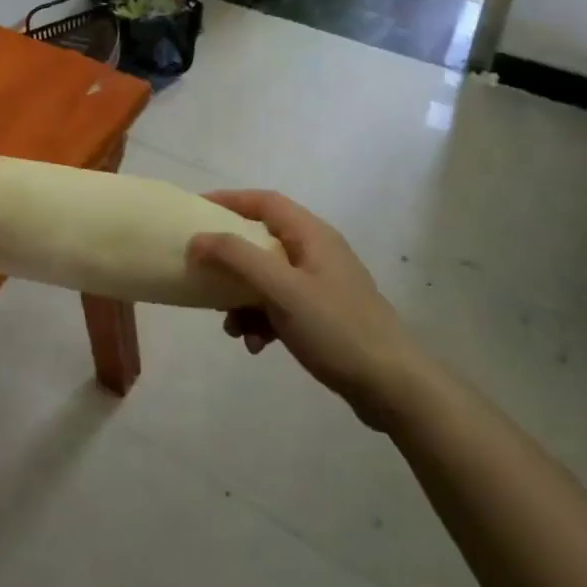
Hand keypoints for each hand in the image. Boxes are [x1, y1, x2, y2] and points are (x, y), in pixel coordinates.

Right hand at [190, 191, 419, 430]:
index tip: (195, 210)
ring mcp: (321, 284)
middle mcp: (317, 252)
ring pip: (267, 277)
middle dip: (230, 259)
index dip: (229, 200)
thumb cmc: (336, 328)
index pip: (264, 201)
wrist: (392, 386)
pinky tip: (256, 345)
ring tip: (230, 325)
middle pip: (262, 240)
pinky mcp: (323, 314)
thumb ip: (238, 259)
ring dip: (242, 297)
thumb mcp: (282, 290)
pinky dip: (262, 319)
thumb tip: (198, 239)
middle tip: (202, 270)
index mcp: (312, 235)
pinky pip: (280, 305)